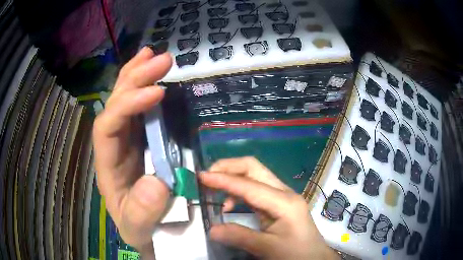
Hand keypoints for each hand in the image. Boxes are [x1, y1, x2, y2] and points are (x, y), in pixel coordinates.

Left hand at [93, 47, 172, 255]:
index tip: (157, 92)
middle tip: (161, 59)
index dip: (128, 105)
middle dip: (135, 78)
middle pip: (115, 103)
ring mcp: (127, 139)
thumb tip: (155, 181)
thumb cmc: (139, 227)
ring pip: (125, 99)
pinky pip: (141, 108)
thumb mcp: (138, 228)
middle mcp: (114, 145)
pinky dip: (146, 88)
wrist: (145, 229)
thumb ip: (142, 212)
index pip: (108, 126)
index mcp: (108, 164)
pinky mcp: (141, 139)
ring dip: (138, 74)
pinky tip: (154, 75)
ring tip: (153, 54)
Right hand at [201, 157, 339, 259]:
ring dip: (232, 178)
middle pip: (253, 168)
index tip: (201, 177)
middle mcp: (283, 192)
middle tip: (207, 176)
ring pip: (254, 176)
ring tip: (213, 190)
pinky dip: (238, 191)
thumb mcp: (268, 248)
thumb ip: (240, 237)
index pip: (248, 185)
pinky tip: (230, 205)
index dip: (223, 179)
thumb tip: (211, 229)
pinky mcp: (278, 203)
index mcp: (284, 202)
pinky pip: (255, 189)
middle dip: (228, 167)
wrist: (314, 257)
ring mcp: (281, 196)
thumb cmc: (296, 253)